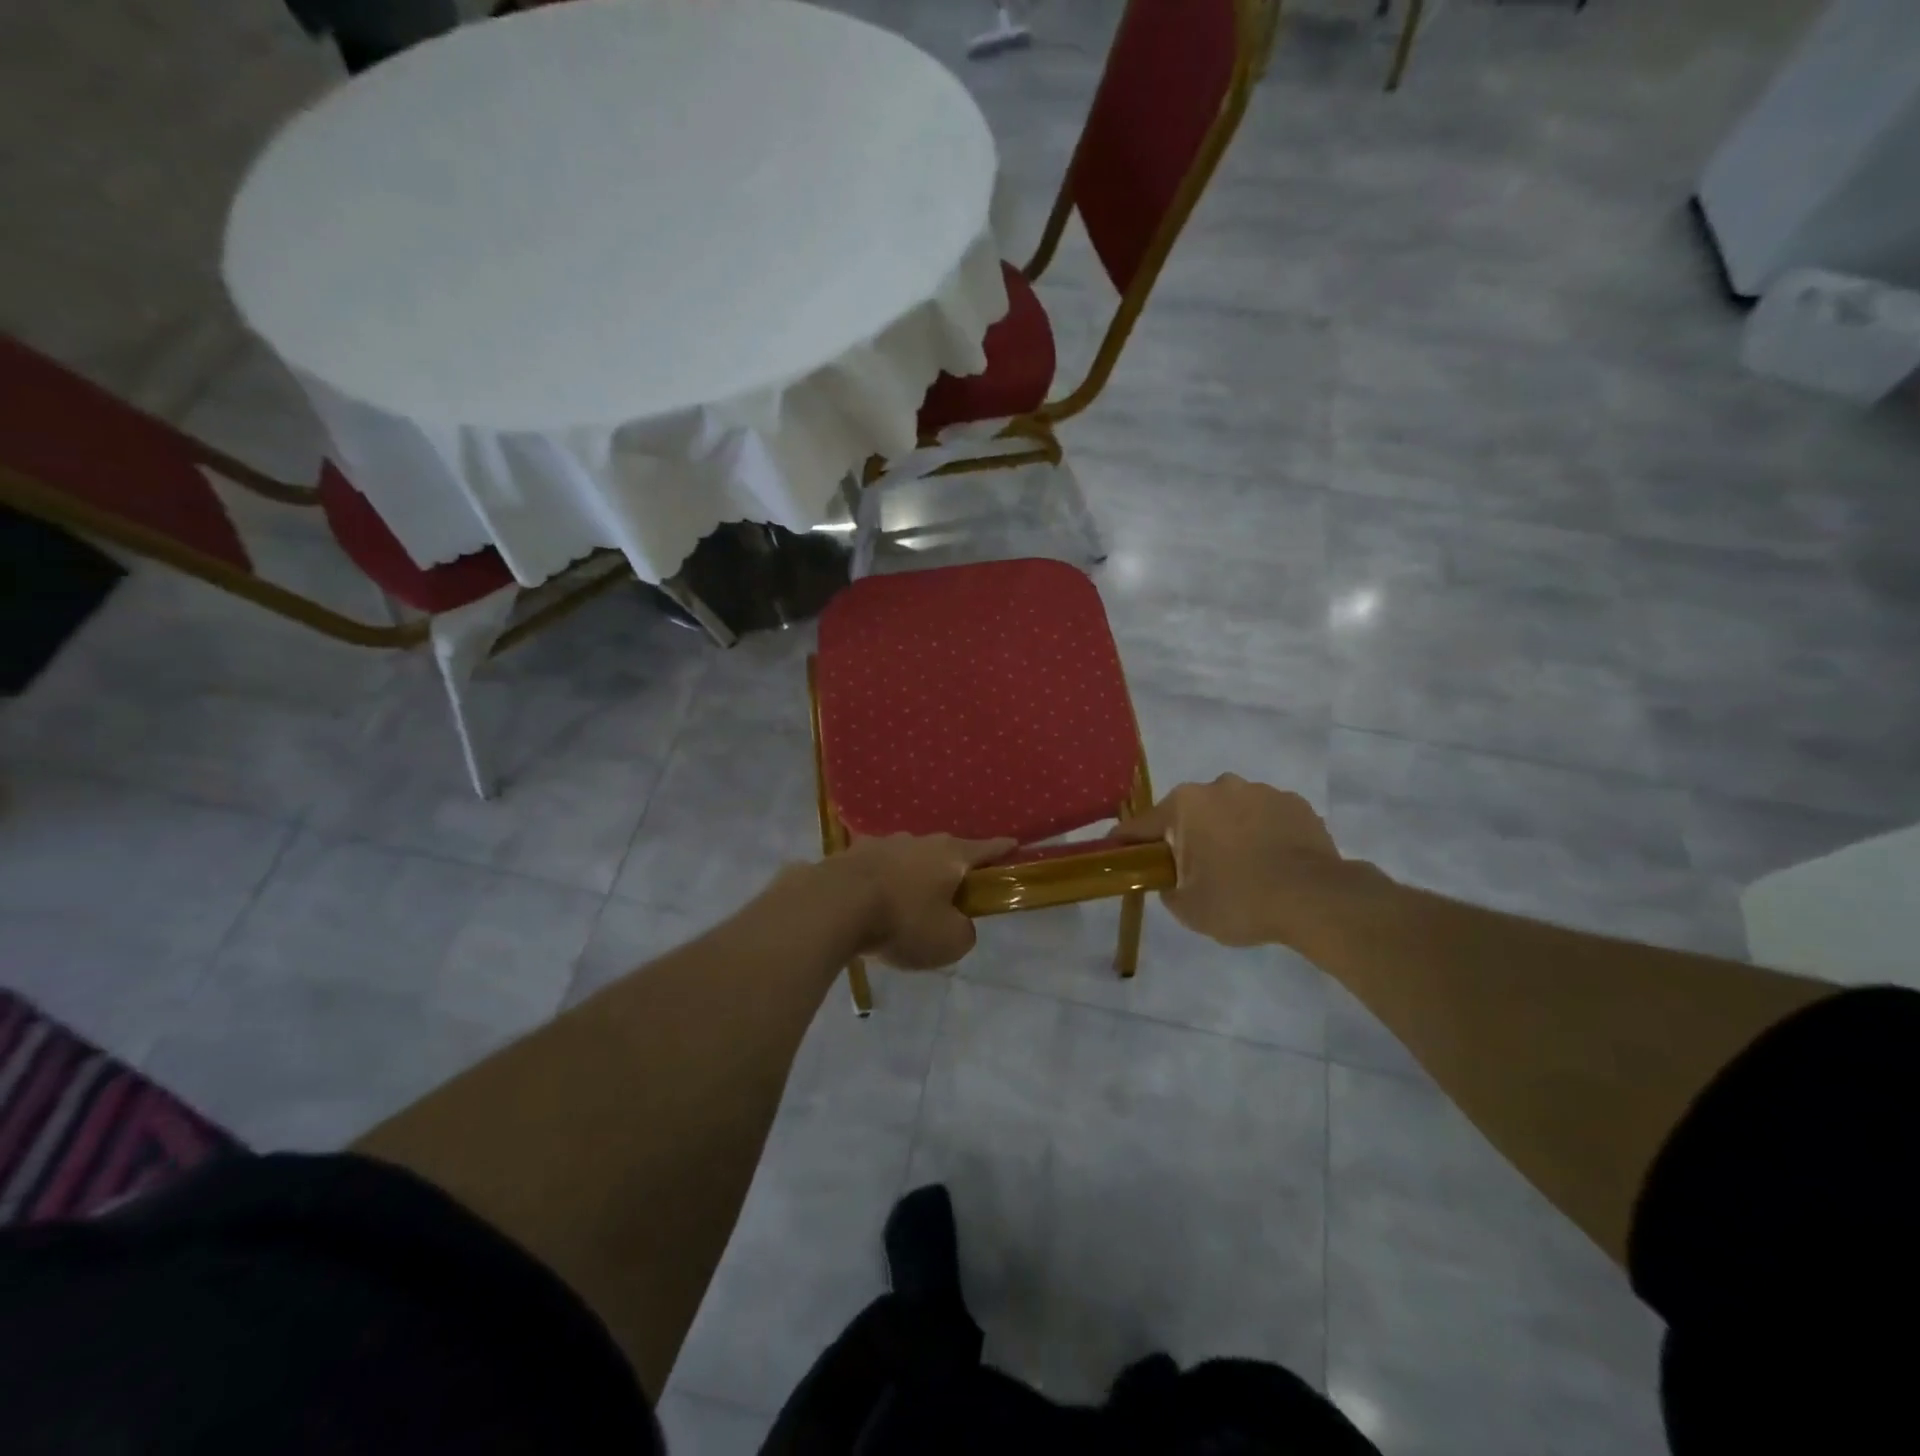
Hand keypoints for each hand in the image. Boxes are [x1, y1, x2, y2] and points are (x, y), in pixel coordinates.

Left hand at [833, 833, 1016, 969]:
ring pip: (908, 857)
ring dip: (912, 874)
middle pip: (945, 851)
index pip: (986, 849)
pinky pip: (876, 868)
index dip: (1002, 849)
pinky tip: (872, 900)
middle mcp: (919, 840)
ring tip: (907, 901)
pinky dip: (880, 881)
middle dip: (952, 867)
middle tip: (953, 891)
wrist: (834, 905)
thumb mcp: (949, 941)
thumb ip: (964, 931)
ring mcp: (882, 843)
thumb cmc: (903, 921)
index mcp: (951, 855)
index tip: (1014, 844)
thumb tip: (958, 923)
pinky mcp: (851, 854)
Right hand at [1115, 775, 1353, 948]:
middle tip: (1194, 871)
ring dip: (1228, 832)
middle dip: (1187, 836)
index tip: (1116, 852)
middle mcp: (1220, 786)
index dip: (1127, 842)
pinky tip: (1272, 863)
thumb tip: (1171, 878)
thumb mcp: (1187, 908)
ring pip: (1231, 812)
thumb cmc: (1240, 900)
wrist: (1316, 900)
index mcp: (1185, 805)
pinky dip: (1262, 835)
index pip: (1142, 825)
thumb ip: (1167, 887)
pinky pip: (1266, 818)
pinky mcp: (1296, 804)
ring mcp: (1262, 791)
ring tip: (1242, 869)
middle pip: (1190, 813)